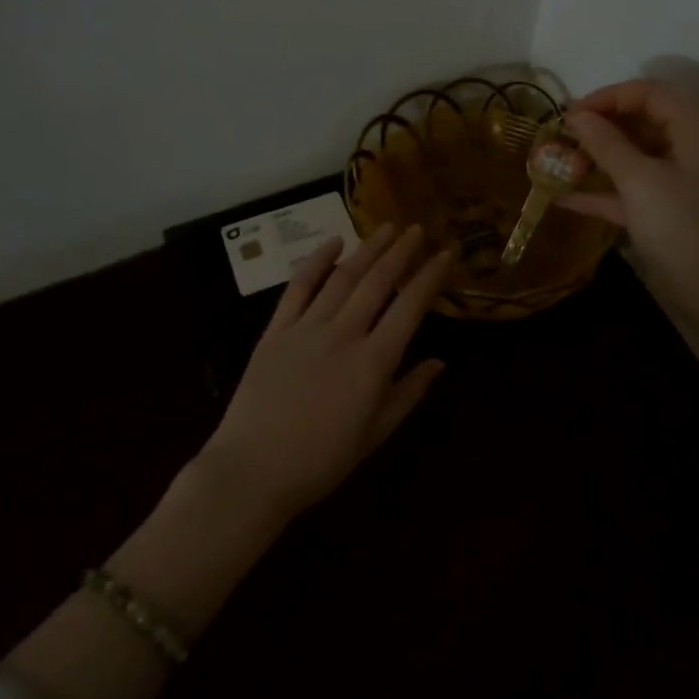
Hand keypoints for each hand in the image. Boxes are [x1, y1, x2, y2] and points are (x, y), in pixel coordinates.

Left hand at [198, 223, 451, 522]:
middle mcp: (343, 334)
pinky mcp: (276, 331)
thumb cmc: (320, 461)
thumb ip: (407, 394)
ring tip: (386, 228)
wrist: (252, 470)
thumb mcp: (373, 435)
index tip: (445, 254)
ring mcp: (306, 328)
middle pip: (377, 283)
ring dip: (367, 249)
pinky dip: (316, 262)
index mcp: (372, 363)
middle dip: (401, 252)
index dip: (429, 278)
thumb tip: (439, 362)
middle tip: (417, 229)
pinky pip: (298, 288)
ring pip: (342, 278)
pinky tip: (333, 243)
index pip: (409, 308)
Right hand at [558, 78, 698, 322]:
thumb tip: (574, 115)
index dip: (607, 97)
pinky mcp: (673, 212)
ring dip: (598, 159)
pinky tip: (566, 199)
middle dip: (599, 128)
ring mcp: (684, 181)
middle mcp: (695, 147)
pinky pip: (635, 189)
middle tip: (560, 141)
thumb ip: (605, 143)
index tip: (568, 115)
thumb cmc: (684, 231)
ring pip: (637, 156)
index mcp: (698, 127)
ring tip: (556, 167)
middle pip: (643, 121)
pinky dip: (605, 191)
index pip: (649, 92)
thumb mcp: (639, 182)